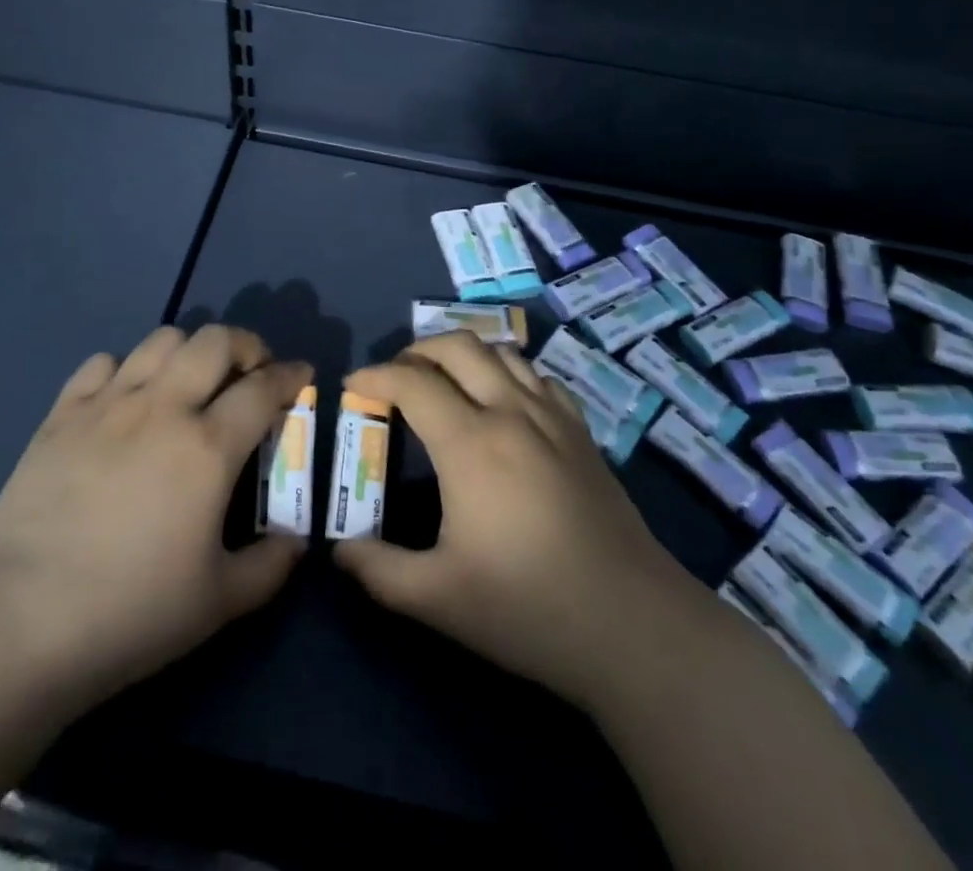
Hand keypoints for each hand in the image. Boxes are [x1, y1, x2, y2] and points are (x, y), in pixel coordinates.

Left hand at [0, 325, 310, 726]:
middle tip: (250, 373)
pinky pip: (102, 363)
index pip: (264, 387)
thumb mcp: (218, 602)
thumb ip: (270, 566)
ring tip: (190, 381)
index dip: (290, 375)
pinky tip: (125, 400)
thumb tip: (296, 542)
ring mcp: (108, 404)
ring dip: (188, 350)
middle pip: (215, 340)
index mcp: (207, 447)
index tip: (302, 375)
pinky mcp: (62, 413)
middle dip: (245, 345)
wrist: (18, 622)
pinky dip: (124, 369)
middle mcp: (163, 407)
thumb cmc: (129, 613)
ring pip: (160, 339)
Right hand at [333, 333, 714, 714]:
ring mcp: (552, 417)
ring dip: (463, 355)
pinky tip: (502, 404)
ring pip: (501, 352)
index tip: (353, 385)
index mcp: (471, 443)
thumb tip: (339, 551)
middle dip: (416, 350)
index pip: (412, 382)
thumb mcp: (438, 599)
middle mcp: (511, 412)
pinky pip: (537, 377)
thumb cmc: (529, 607)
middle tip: (394, 378)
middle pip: (457, 346)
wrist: (633, 625)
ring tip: (443, 383)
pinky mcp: (581, 432)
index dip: (375, 375)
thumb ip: (378, 570)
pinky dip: (507, 373)